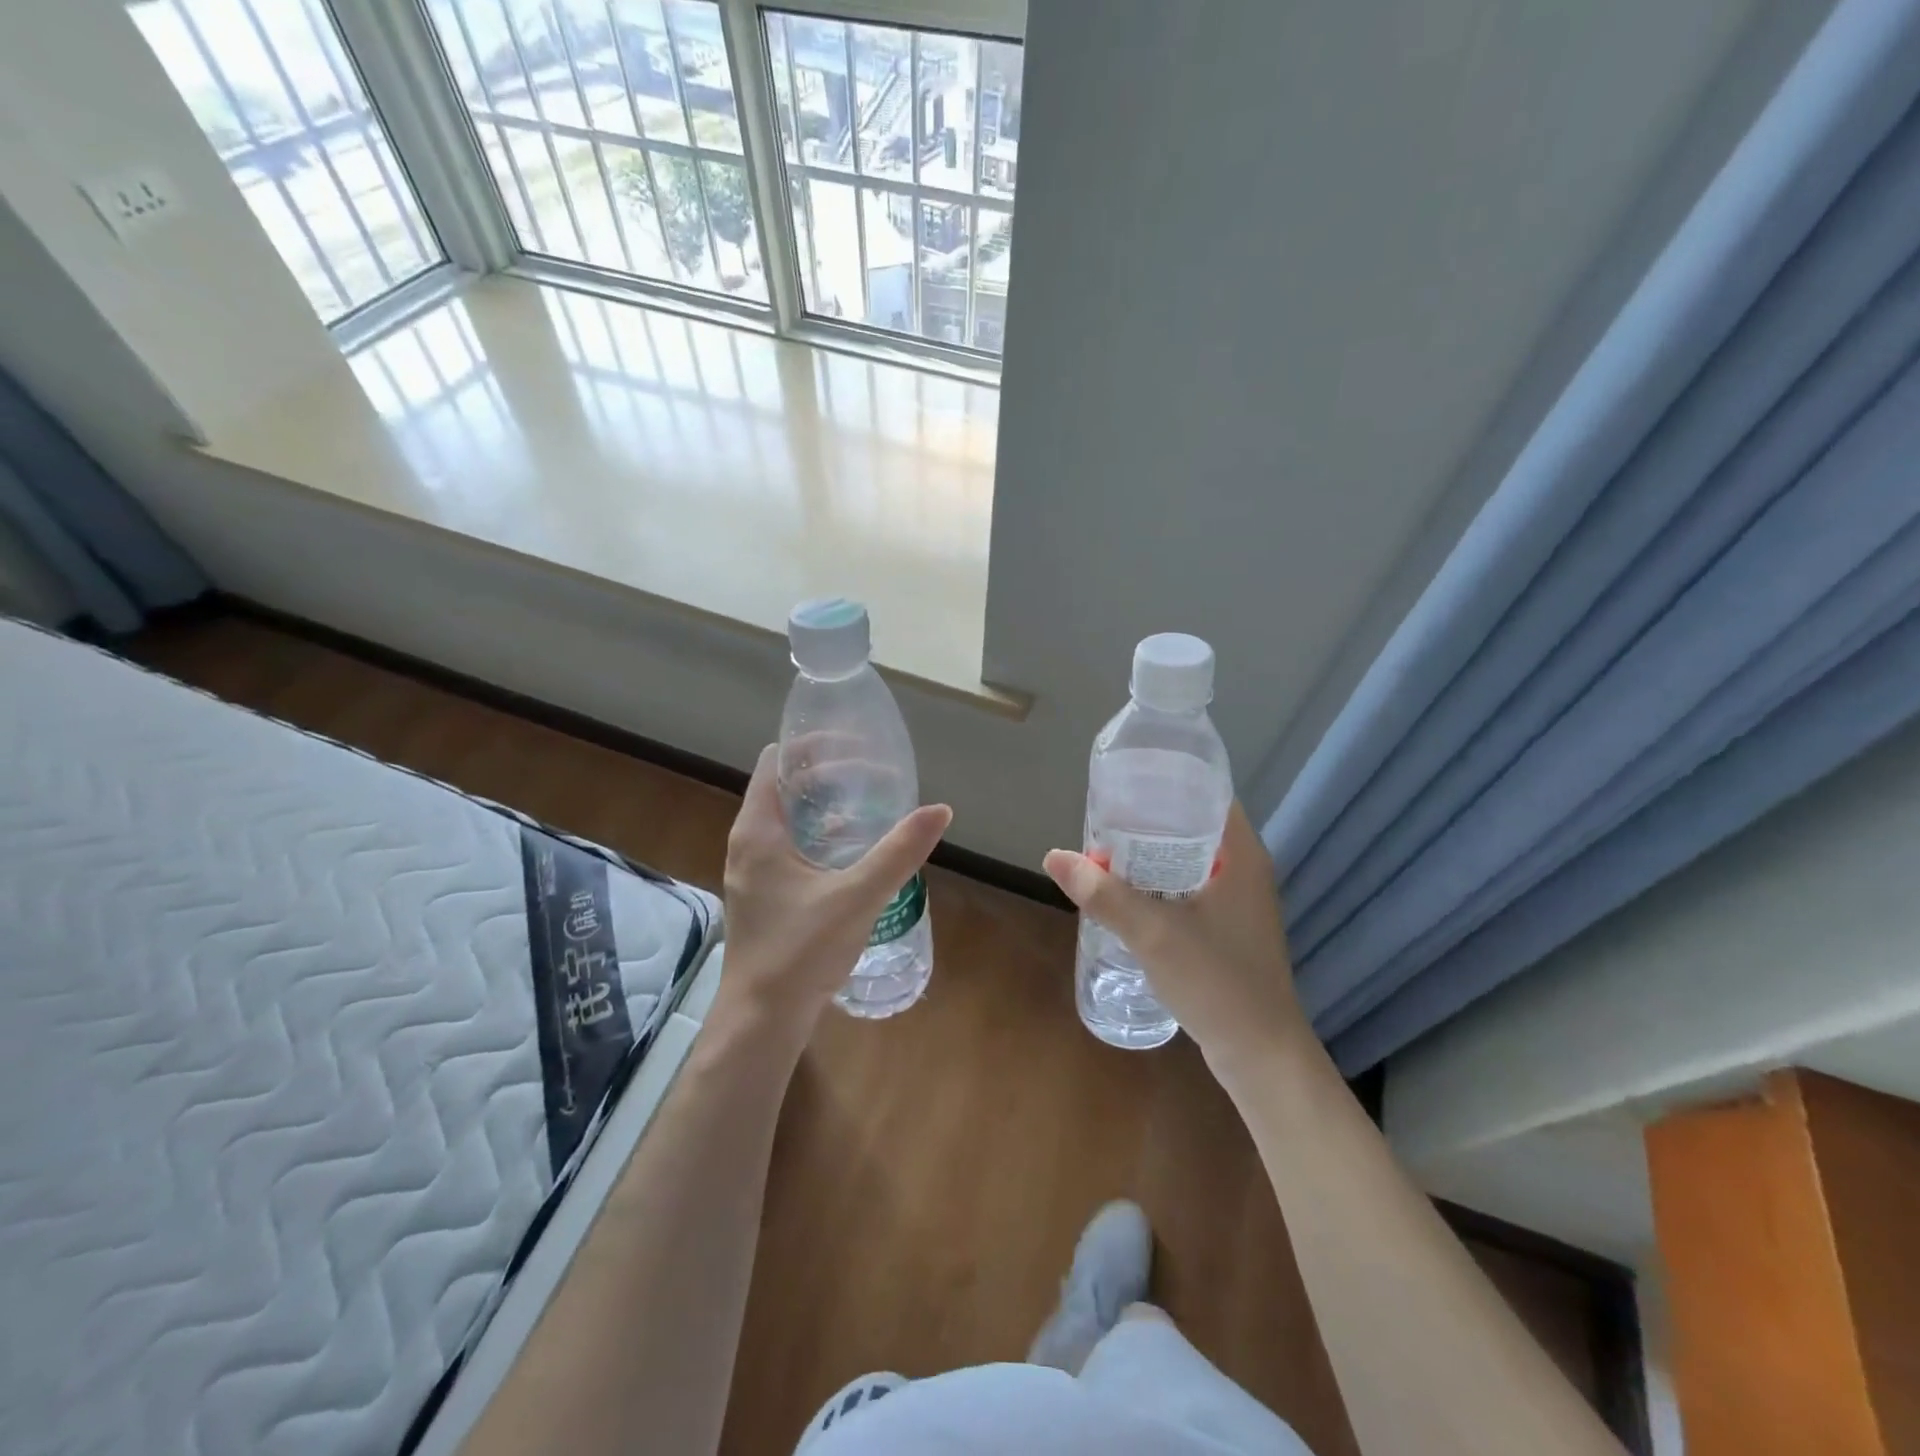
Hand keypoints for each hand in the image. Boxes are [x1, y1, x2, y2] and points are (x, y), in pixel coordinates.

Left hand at [716, 744, 951, 1044]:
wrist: (762, 1020)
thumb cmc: (801, 951)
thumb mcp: (858, 896)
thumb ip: (899, 851)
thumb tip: (940, 809)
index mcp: (758, 830)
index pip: (776, 760)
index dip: (812, 744)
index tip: (855, 745)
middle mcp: (748, 842)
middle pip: (784, 785)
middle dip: (827, 773)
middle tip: (875, 773)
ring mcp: (753, 870)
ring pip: (788, 818)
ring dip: (825, 804)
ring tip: (871, 803)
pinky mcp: (764, 894)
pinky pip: (790, 845)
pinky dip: (820, 833)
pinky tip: (854, 850)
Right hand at [1043, 803, 1308, 1073]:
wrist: (1261, 1055)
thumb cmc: (1217, 981)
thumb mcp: (1153, 933)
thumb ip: (1103, 894)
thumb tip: (1054, 856)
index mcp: (1243, 855)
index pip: (1208, 795)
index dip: (1168, 782)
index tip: (1126, 783)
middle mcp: (1246, 870)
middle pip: (1193, 827)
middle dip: (1149, 822)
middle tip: (1104, 819)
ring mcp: (1240, 903)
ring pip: (1190, 861)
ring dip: (1152, 856)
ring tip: (1107, 851)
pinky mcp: (1229, 929)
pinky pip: (1190, 889)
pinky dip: (1161, 884)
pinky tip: (1129, 894)